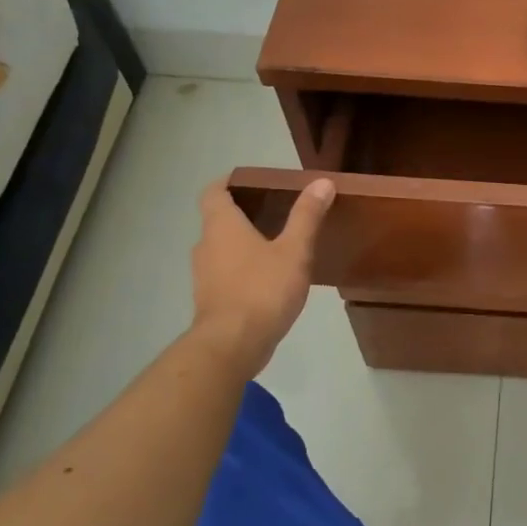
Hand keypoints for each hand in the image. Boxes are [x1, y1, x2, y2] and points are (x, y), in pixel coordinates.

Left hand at [189, 178, 334, 366]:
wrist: (232, 344)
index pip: (214, 191)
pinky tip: (269, 278)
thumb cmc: (262, 289)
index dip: (229, 182)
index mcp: (221, 226)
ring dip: (243, 242)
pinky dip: (243, 268)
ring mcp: (204, 274)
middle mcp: (206, 245)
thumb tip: (322, 182)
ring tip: (277, 244)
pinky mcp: (211, 299)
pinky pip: (225, 272)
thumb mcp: (294, 250)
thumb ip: (307, 216)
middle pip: (218, 219)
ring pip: (222, 248)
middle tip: (276, 210)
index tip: (251, 181)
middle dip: (243, 213)